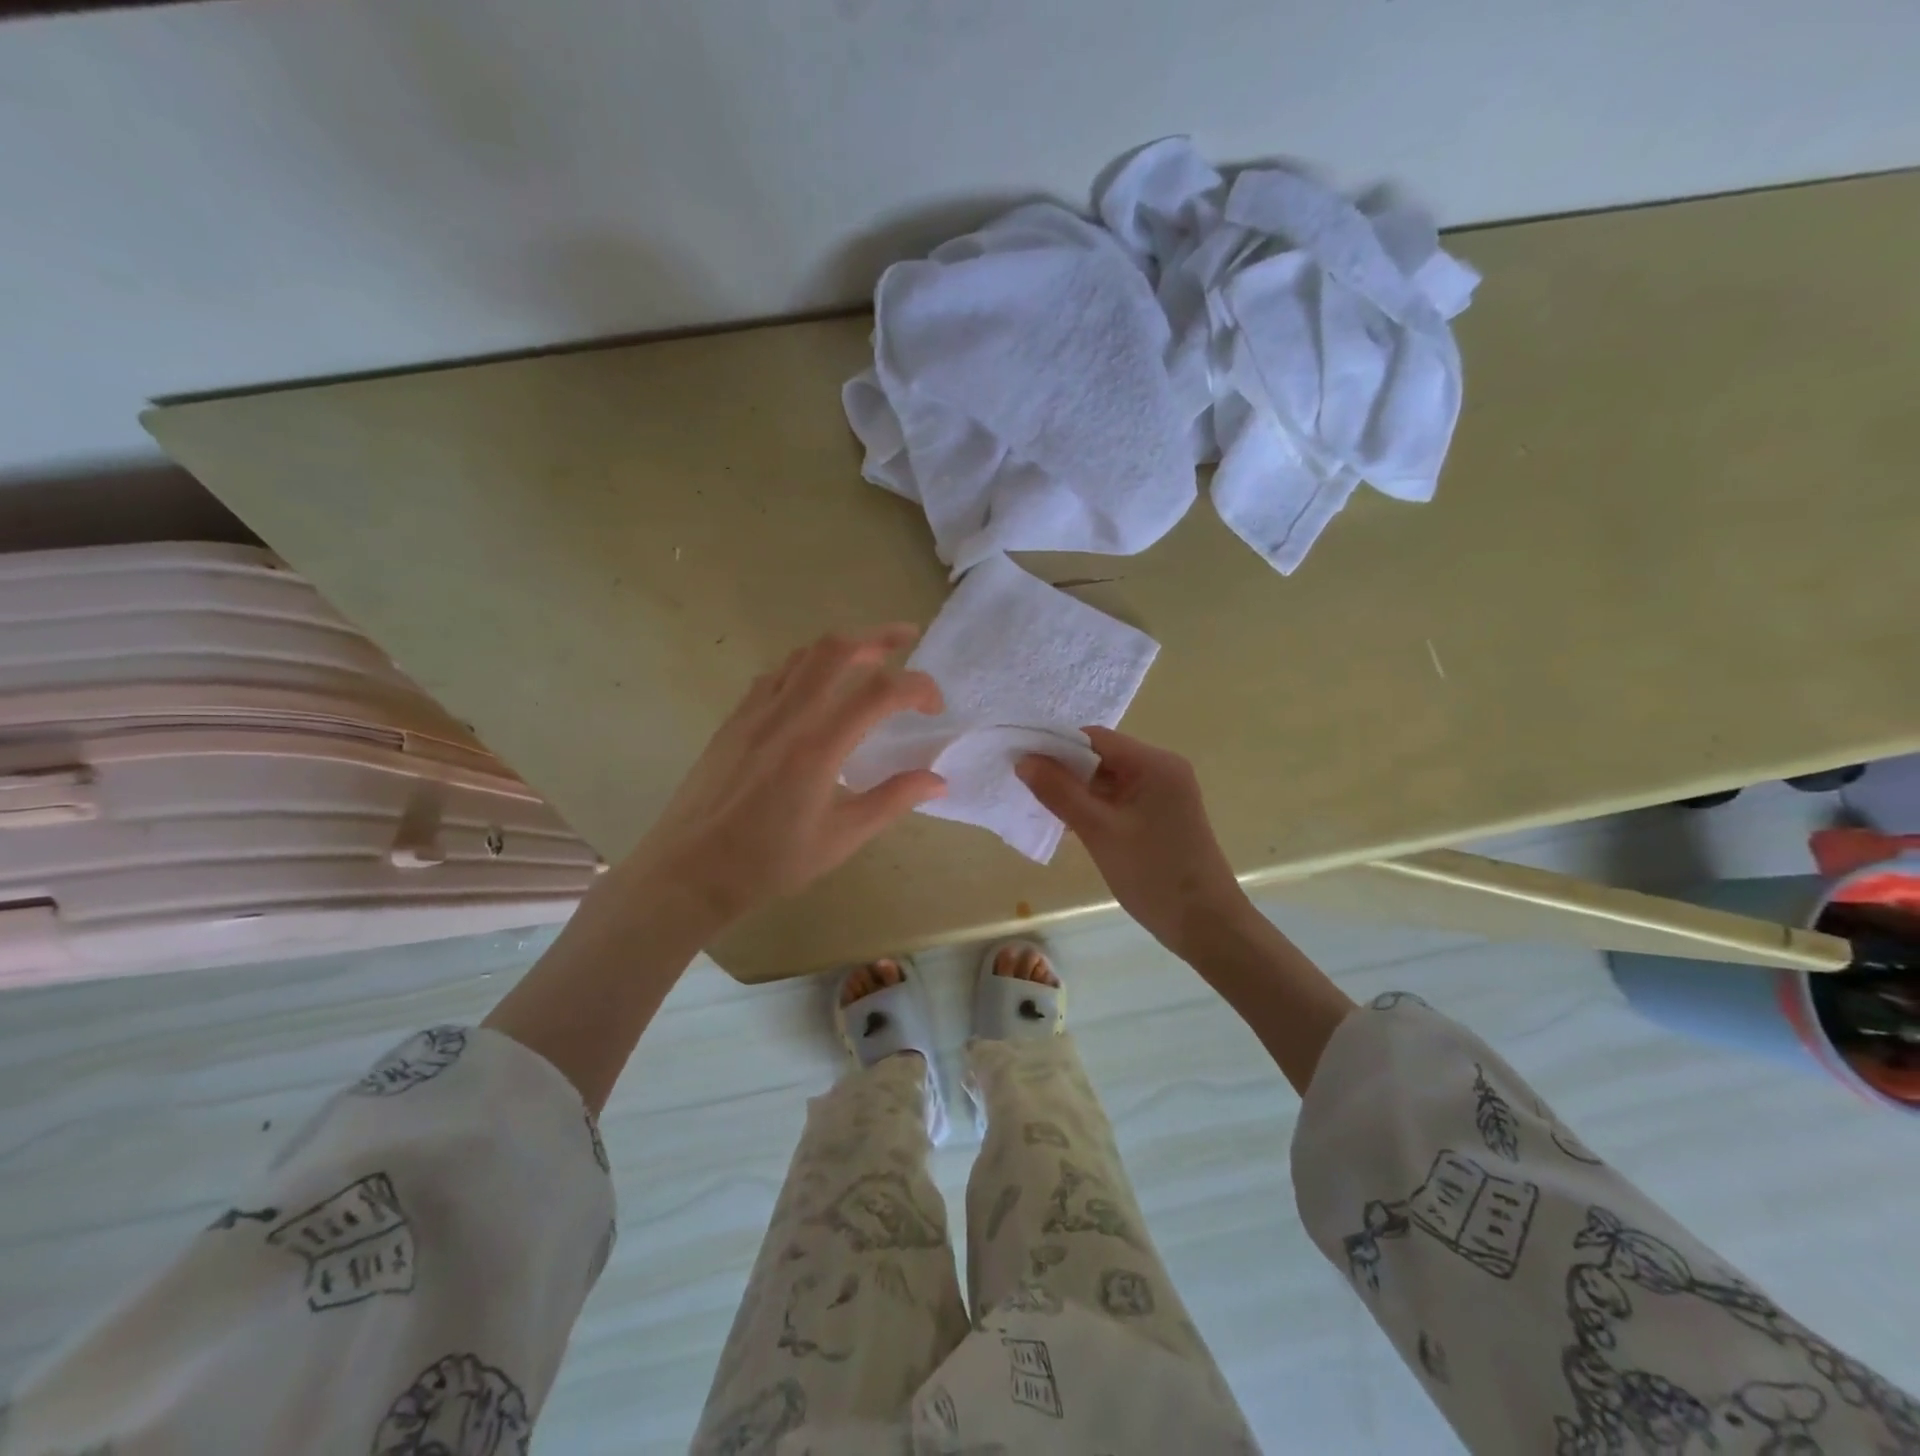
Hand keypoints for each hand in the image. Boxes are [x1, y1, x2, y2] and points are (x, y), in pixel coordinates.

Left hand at [625, 624, 945, 928]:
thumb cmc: (770, 861)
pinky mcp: (735, 719)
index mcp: (819, 746)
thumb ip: (892, 800)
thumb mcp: (841, 838)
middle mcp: (787, 716)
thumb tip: (937, 780)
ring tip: (868, 656)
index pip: (880, 692)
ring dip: (841, 646)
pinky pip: (775, 674)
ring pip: (802, 655)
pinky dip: (806, 665)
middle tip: (907, 637)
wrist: (691, 870)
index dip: (918, 687)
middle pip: (836, 649)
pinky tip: (816, 687)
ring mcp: (755, 712)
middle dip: (878, 636)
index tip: (935, 707)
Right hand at [1018, 727, 1251, 956]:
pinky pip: (1120, 799)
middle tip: (1024, 786)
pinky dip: (1094, 807)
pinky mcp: (1161, 816)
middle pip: (1102, 756)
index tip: (1021, 761)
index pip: (1095, 738)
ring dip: (1077, 791)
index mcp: (1155, 764)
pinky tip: (1069, 824)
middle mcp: (1162, 770)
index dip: (1056, 746)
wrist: (1206, 926)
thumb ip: (1060, 793)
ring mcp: (1164, 794)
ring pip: (1109, 780)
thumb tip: (1024, 760)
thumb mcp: (1099, 832)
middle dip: (1064, 770)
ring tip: (1040, 806)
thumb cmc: (1153, 875)